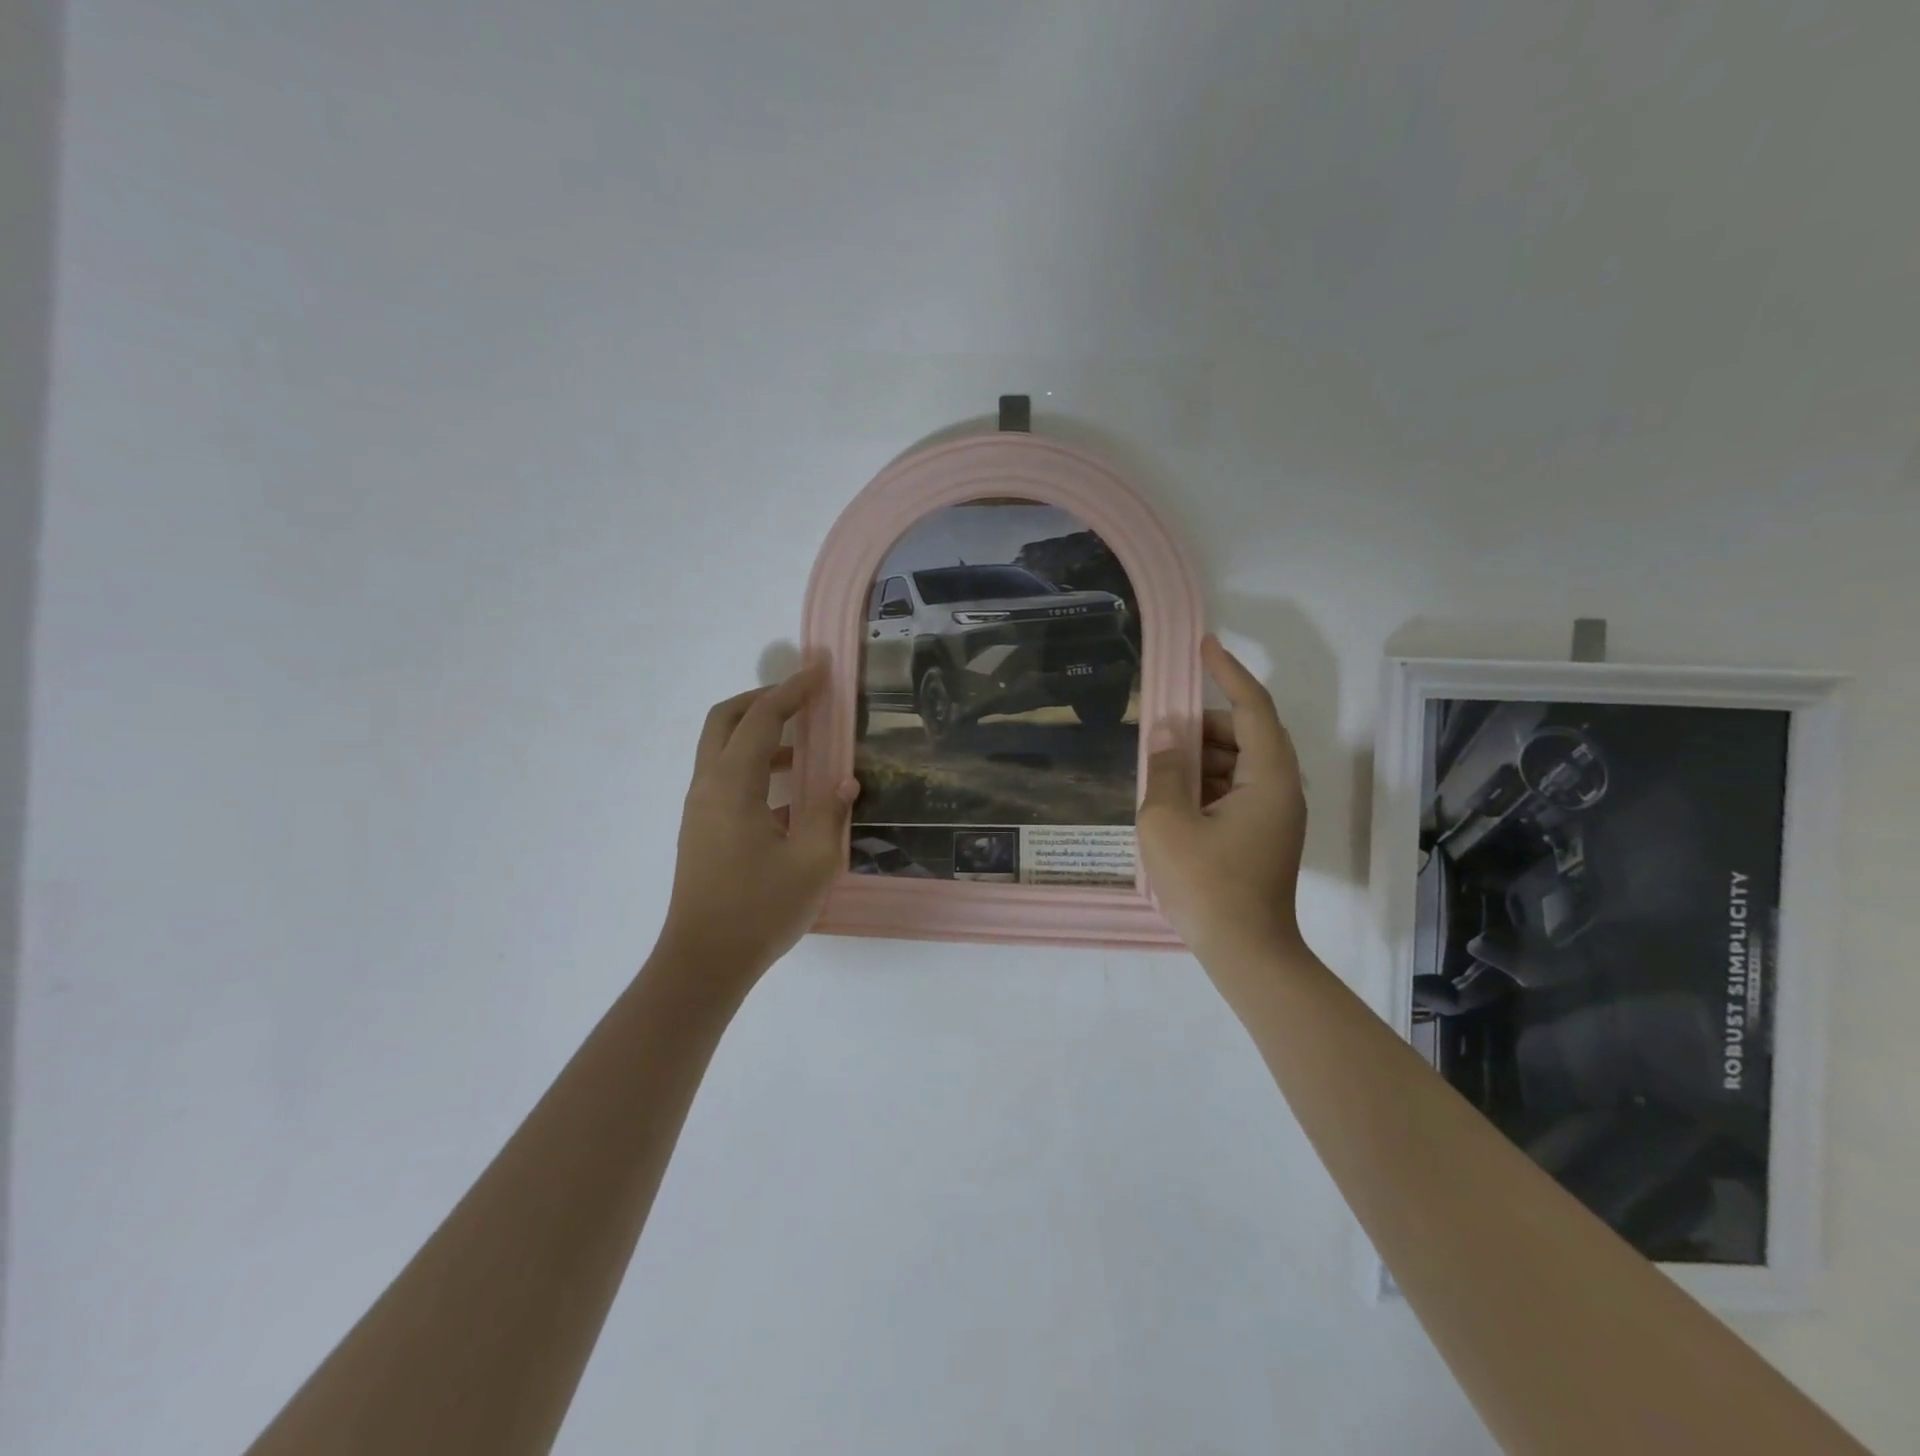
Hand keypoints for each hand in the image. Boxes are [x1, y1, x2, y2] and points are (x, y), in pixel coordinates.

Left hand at [658, 661, 858, 992]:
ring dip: (760, 735)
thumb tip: (843, 783)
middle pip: (726, 720)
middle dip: (764, 700)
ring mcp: (699, 808)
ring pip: (722, 749)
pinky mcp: (701, 829)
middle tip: (803, 699)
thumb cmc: (760, 910)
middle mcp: (708, 786)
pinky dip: (755, 766)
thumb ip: (830, 814)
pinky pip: (725, 777)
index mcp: (733, 785)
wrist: (703, 962)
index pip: (762, 719)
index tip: (820, 670)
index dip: (792, 690)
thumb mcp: (812, 862)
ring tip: (806, 749)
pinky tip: (790, 796)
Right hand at [1138, 636, 1308, 963]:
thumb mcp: (1168, 822)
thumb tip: (1166, 732)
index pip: (1253, 708)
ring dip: (1200, 756)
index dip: (1228, 673)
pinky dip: (1205, 783)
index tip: (1203, 646)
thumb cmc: (1206, 886)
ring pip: (1238, 764)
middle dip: (1202, 725)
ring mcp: (1274, 815)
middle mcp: (1280, 790)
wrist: (1245, 954)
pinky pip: (1234, 790)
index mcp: (1269, 779)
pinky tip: (1172, 798)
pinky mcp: (1261, 835)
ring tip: (1159, 766)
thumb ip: (1165, 769)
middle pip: (1246, 735)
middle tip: (1160, 730)